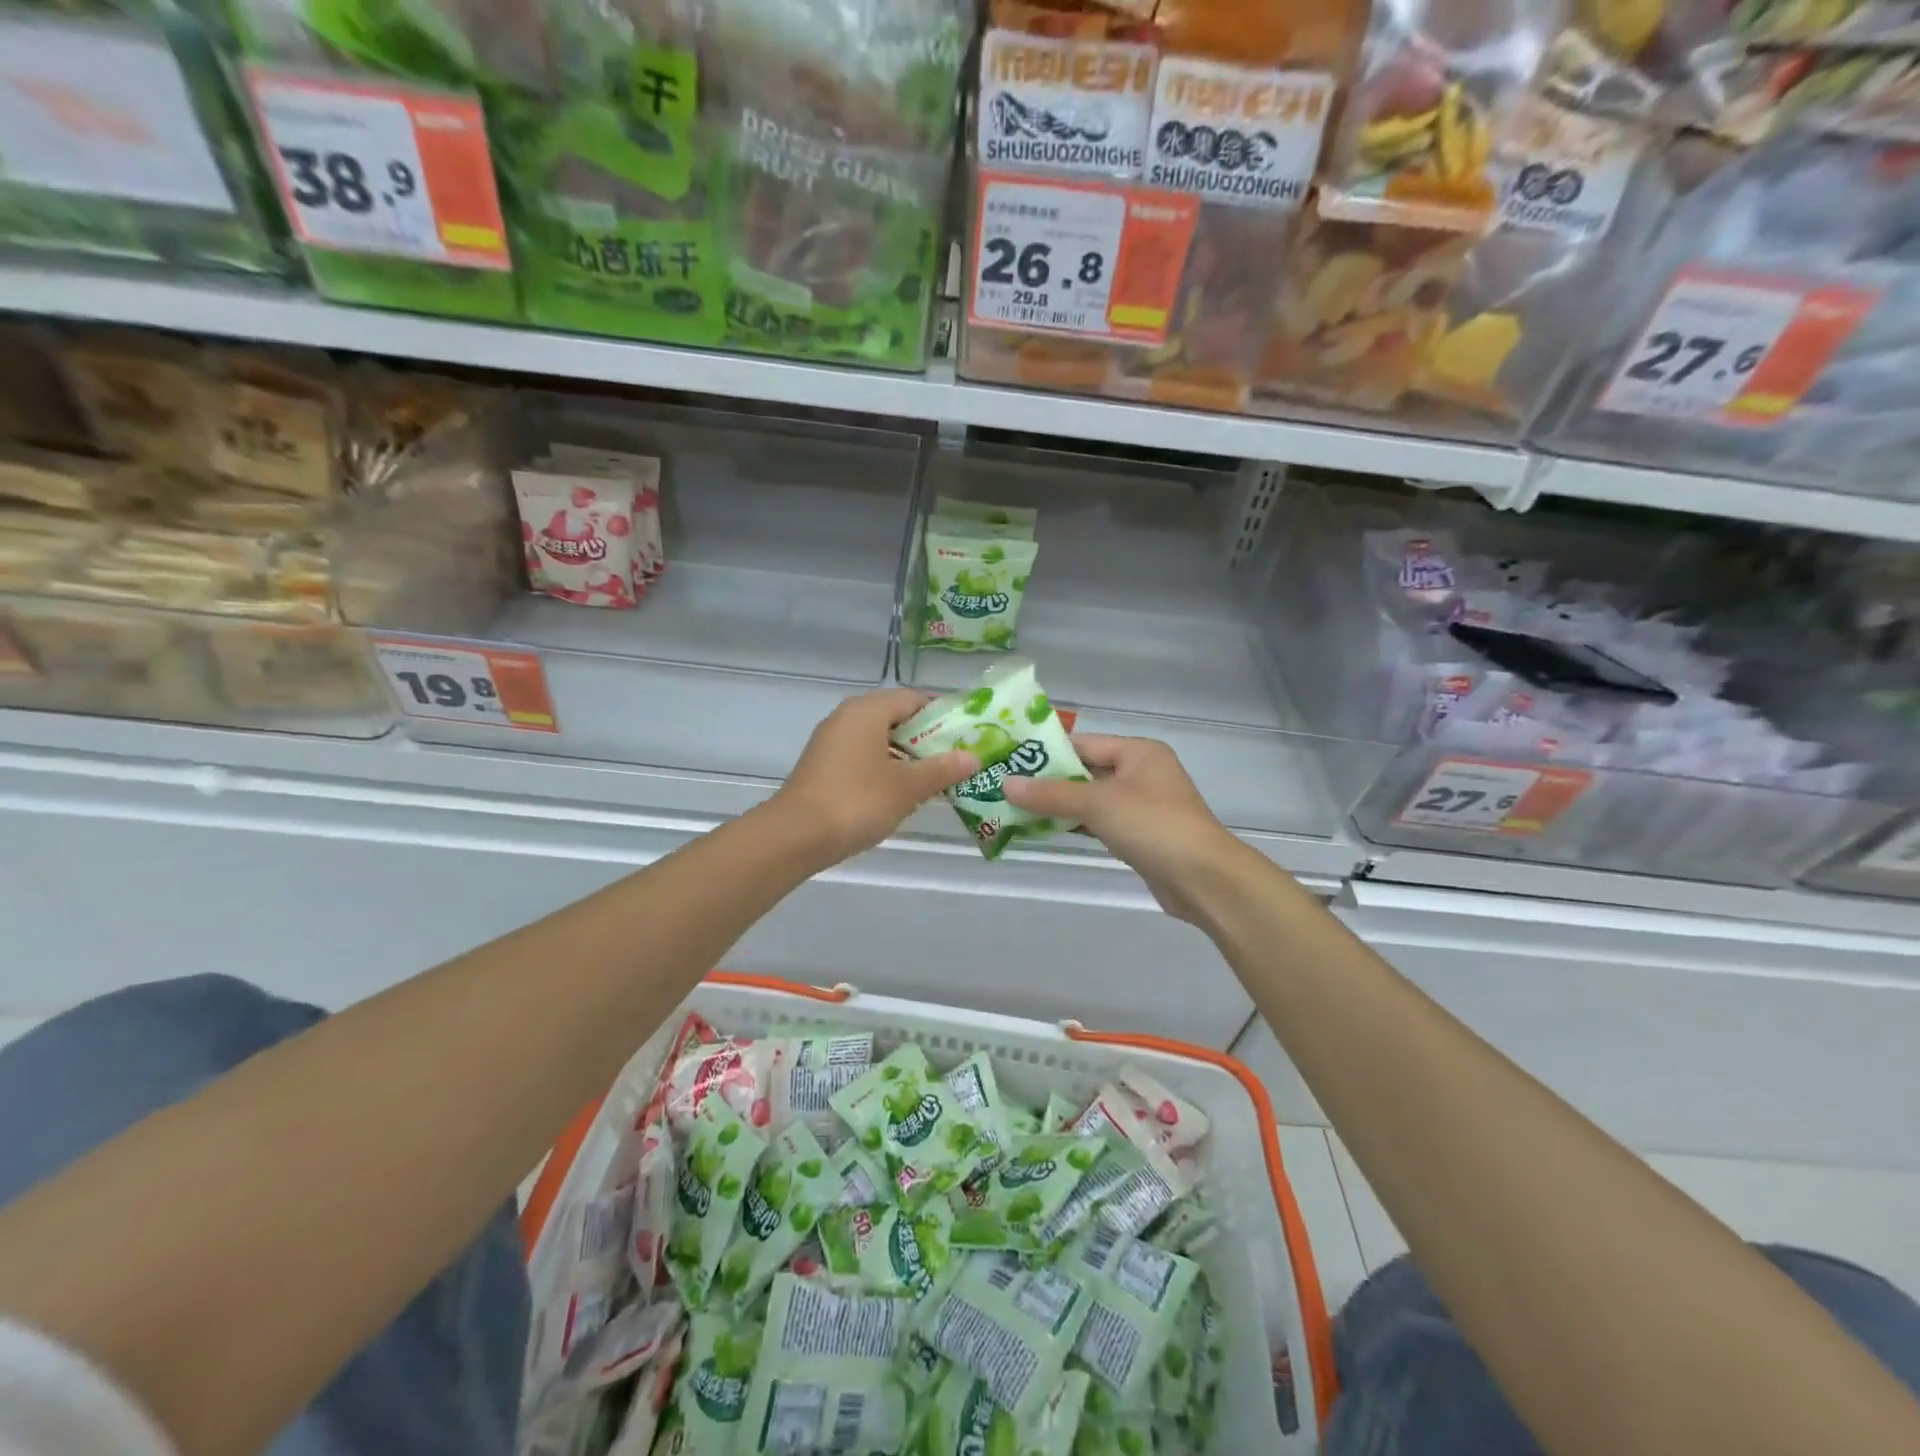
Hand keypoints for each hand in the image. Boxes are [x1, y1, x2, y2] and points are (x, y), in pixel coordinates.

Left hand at [767, 689, 979, 866]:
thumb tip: (973, 757)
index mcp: (867, 711)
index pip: (914, 699)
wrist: (795, 836)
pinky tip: (904, 791)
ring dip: (909, 756)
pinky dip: (887, 768)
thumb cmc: (857, 801)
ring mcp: (832, 742)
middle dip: (928, 738)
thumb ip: (942, 769)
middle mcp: (847, 718)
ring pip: (880, 740)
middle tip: (959, 757)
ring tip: (939, 776)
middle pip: (897, 718)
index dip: (943, 713)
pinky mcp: (825, 767)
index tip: (969, 732)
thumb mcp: (907, 787)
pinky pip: (865, 757)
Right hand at [1002, 735, 1248, 923]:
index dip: (1046, 753)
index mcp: (1138, 751)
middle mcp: (1141, 772)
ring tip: (1014, 809)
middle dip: (1047, 782)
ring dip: (1058, 805)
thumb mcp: (1098, 804)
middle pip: (1085, 771)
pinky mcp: (1139, 834)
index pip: (1082, 744)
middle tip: (1005, 788)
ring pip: (1090, 799)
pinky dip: (1074, 824)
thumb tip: (1006, 783)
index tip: (1009, 762)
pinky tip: (1043, 829)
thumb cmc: (1153, 827)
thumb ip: (1051, 794)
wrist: (1204, 880)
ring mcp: (1141, 805)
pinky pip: (1099, 821)